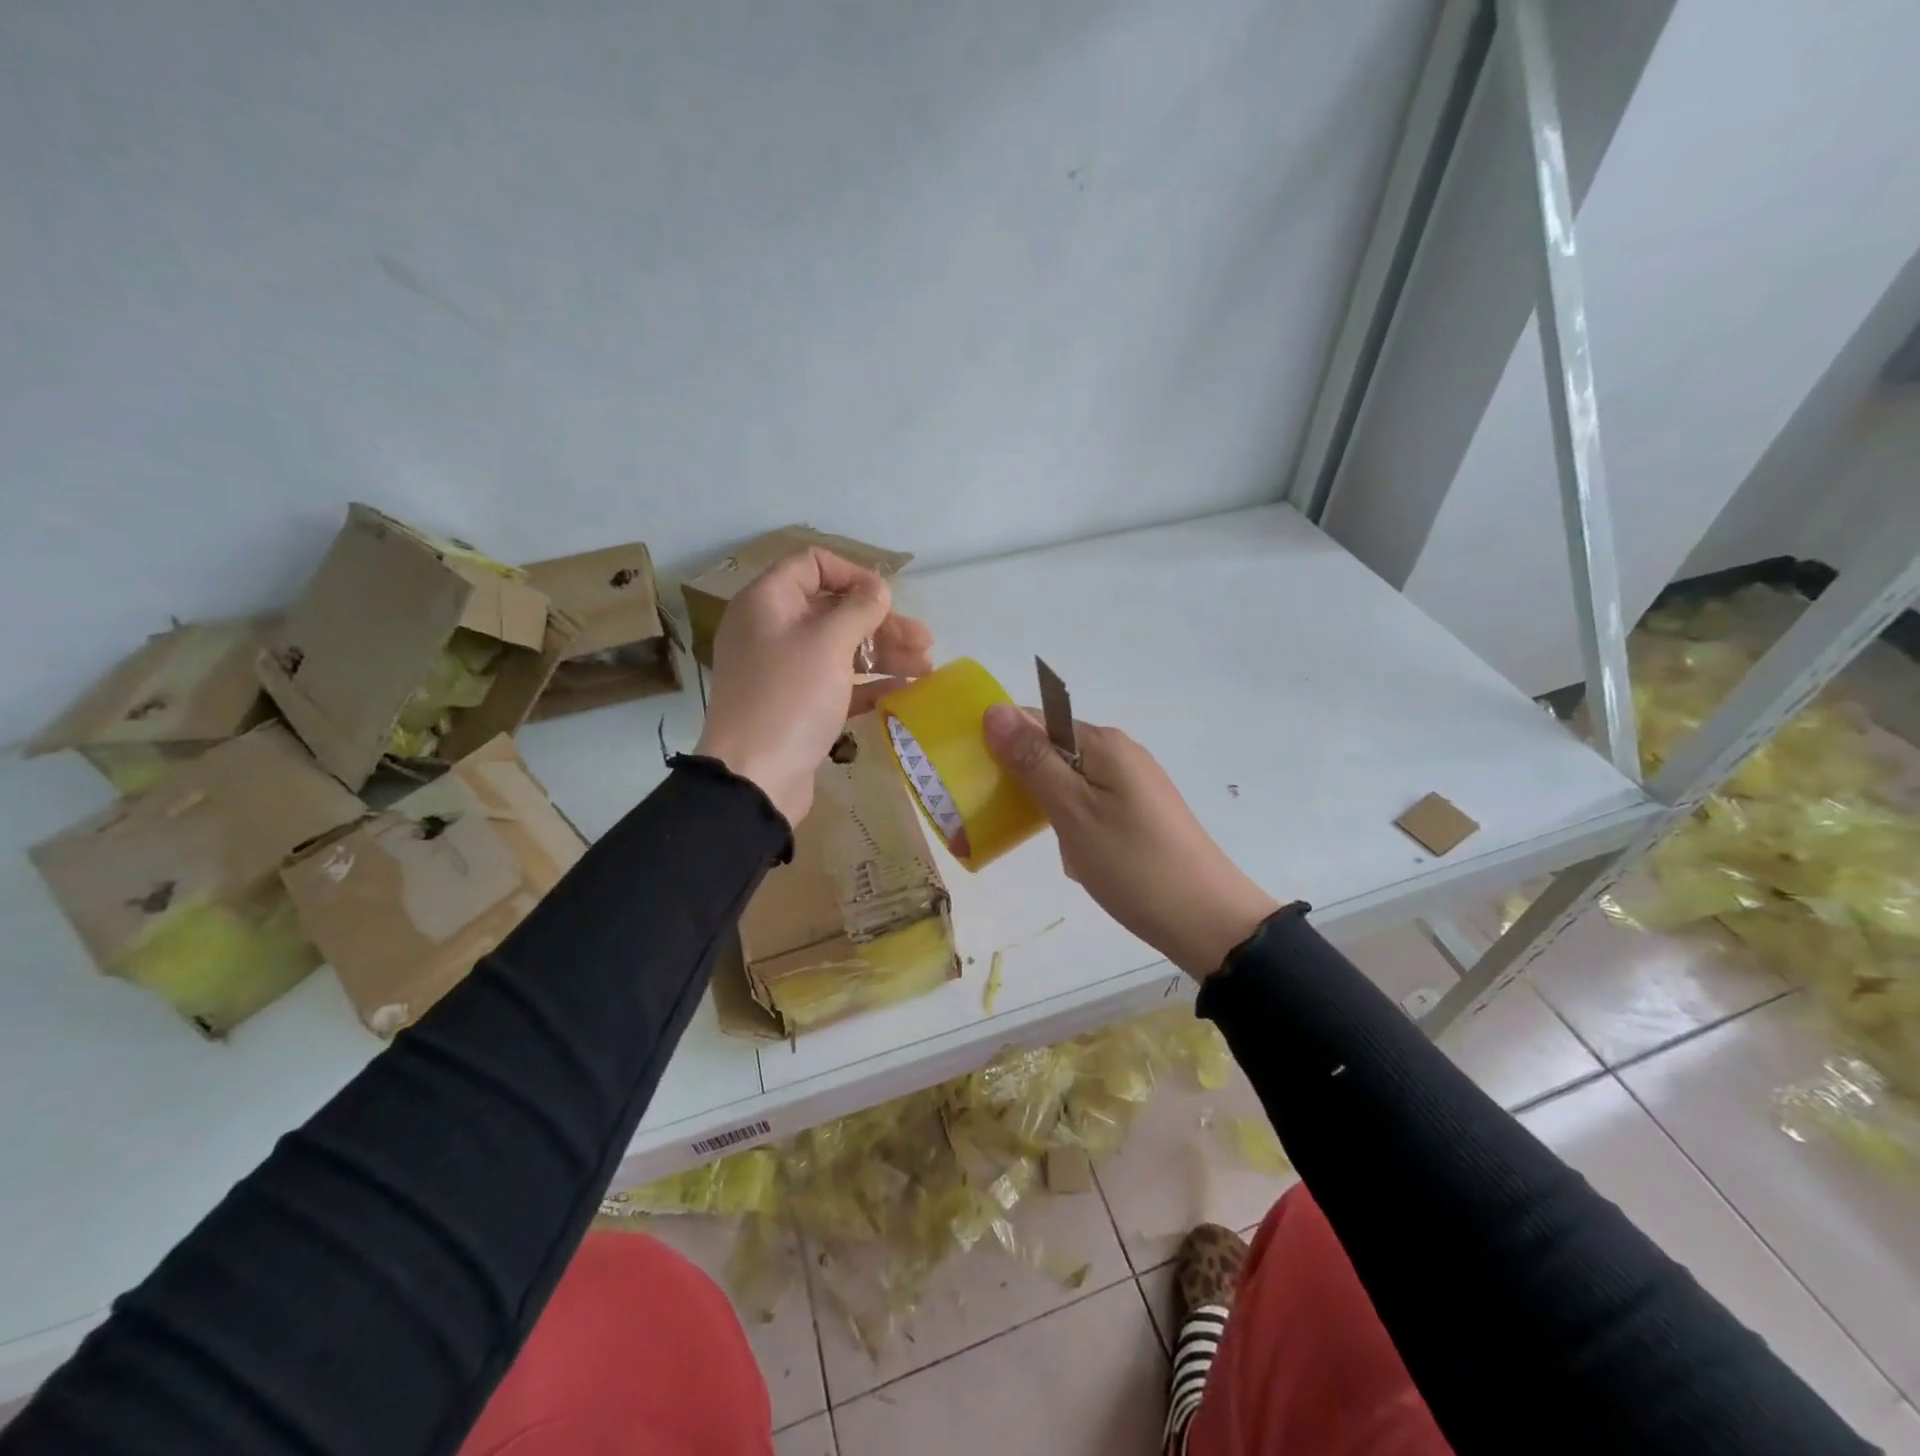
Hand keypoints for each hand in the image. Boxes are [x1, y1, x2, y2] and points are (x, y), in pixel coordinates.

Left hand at [697, 549, 933, 824]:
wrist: (755, 778)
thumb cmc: (790, 698)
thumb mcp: (828, 644)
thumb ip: (858, 610)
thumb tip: (877, 589)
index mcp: (768, 603)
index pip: (812, 565)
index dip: (854, 575)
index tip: (887, 598)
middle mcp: (772, 630)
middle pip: (834, 611)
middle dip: (882, 624)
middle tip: (925, 642)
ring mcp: (783, 671)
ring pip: (840, 649)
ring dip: (883, 655)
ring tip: (926, 669)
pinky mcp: (795, 706)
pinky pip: (837, 684)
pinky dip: (868, 685)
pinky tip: (904, 692)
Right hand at [982, 704, 1280, 979]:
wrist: (1208, 921)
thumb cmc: (1133, 865)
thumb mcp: (1073, 812)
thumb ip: (1033, 761)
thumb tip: (994, 709)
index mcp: (1104, 743)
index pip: (1036, 720)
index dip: (1002, 742)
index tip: (976, 779)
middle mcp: (1120, 752)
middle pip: (1052, 749)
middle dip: (1022, 779)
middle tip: (1001, 819)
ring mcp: (1133, 783)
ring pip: (1068, 780)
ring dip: (1046, 805)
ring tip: (1041, 842)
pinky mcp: (1139, 811)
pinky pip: (1089, 802)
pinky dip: (1070, 822)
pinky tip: (1073, 853)